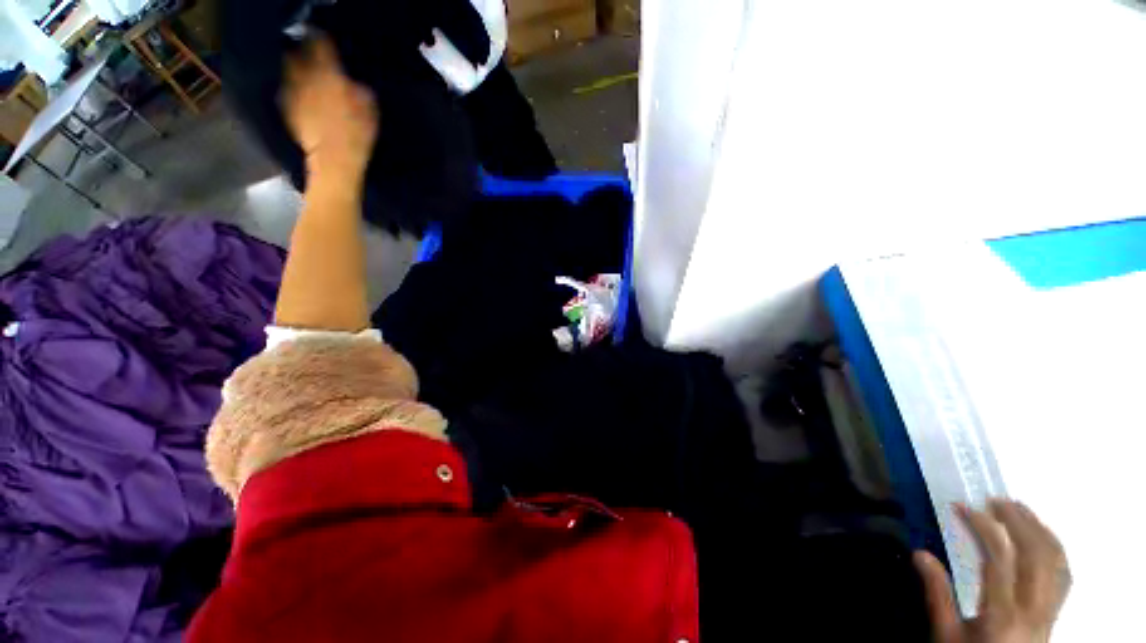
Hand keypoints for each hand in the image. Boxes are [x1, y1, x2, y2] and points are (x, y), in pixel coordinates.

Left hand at [281, 35, 377, 179]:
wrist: (333, 160)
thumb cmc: (357, 133)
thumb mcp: (370, 107)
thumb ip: (358, 86)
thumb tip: (350, 79)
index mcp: (327, 71)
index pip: (320, 42)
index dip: (324, 39)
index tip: (327, 39)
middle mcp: (304, 74)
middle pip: (298, 51)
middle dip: (305, 51)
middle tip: (314, 56)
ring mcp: (291, 90)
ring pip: (290, 68)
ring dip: (297, 67)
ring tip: (307, 73)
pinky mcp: (286, 107)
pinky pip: (288, 88)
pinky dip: (295, 87)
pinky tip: (304, 95)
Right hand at [914, 500, 1070, 642]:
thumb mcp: (947, 634)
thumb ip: (937, 595)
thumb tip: (920, 553)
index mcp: (1003, 615)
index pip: (998, 559)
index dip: (981, 527)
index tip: (960, 507)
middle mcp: (1033, 608)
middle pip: (1035, 555)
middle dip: (1017, 521)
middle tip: (993, 499)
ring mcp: (1050, 610)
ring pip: (1055, 561)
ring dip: (1038, 528)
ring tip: (1018, 509)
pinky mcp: (1056, 611)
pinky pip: (1063, 573)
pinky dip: (1054, 547)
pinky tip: (1042, 535)